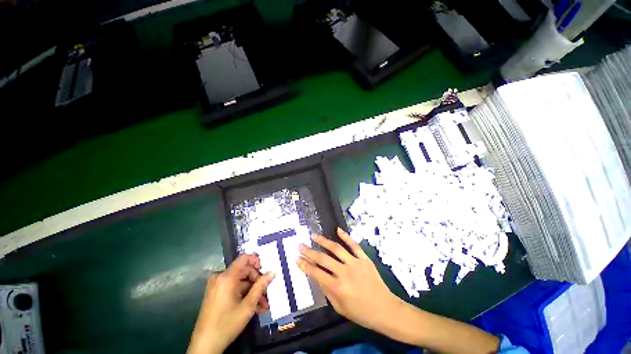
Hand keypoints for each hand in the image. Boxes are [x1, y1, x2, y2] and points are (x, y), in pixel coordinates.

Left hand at [188, 254, 274, 353]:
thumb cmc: (227, 324)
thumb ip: (261, 286)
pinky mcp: (215, 294)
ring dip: (253, 292)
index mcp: (226, 277)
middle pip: (244, 271)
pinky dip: (244, 296)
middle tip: (267, 294)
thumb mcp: (247, 306)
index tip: (266, 271)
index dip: (256, 261)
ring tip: (263, 305)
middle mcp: (220, 277)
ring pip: (240, 282)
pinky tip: (254, 308)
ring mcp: (217, 286)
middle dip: (257, 282)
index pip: (244, 258)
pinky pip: (233, 289)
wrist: (204, 346)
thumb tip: (273, 273)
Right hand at [296, 227, 402, 332]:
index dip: (305, 265)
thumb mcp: (340, 307)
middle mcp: (344, 273)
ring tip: (313, 235)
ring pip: (336, 248)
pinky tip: (337, 229)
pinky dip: (346, 236)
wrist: (385, 309)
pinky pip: (354, 245)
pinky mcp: (364, 258)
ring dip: (323, 241)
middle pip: (323, 259)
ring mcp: (355, 263)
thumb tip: (317, 276)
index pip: (316, 273)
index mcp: (337, 288)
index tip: (297, 258)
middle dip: (309, 251)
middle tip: (300, 245)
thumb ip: (327, 291)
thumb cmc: (361, 312)